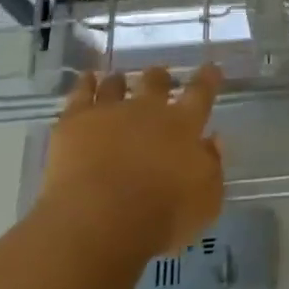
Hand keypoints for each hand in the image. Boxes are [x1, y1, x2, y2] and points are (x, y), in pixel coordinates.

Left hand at [40, 66, 224, 259]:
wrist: (98, 221)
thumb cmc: (161, 216)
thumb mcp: (205, 201)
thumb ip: (212, 166)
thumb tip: (213, 140)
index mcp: (183, 125)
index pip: (201, 93)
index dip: (207, 78)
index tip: (211, 68)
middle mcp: (148, 110)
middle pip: (156, 83)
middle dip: (160, 77)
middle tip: (160, 75)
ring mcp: (110, 112)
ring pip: (117, 85)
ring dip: (120, 81)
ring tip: (119, 78)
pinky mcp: (75, 122)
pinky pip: (81, 93)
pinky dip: (86, 83)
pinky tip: (87, 79)